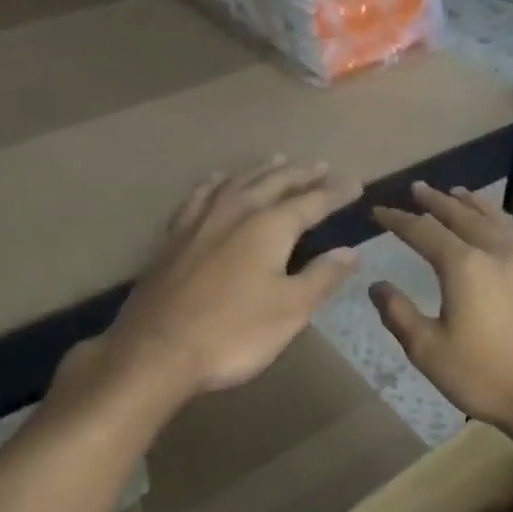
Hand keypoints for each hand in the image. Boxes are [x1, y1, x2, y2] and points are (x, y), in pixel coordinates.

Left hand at [87, 157, 362, 406]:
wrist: (157, 350)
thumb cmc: (233, 333)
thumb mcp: (290, 310)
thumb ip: (321, 277)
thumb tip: (350, 252)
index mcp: (269, 227)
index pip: (311, 202)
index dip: (335, 193)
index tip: (355, 183)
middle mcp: (235, 212)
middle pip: (273, 183)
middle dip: (300, 174)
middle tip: (320, 166)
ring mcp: (199, 221)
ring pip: (237, 182)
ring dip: (261, 171)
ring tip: (277, 161)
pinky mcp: (174, 236)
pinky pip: (200, 195)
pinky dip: (216, 183)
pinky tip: (217, 182)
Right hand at [370, 183, 512, 438]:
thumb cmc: (482, 375)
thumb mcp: (427, 350)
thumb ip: (398, 313)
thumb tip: (377, 285)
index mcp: (463, 265)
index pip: (422, 231)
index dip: (397, 219)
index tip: (377, 211)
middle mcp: (496, 252)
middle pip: (461, 214)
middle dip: (436, 201)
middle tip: (417, 188)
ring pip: (496, 218)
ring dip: (473, 203)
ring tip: (459, 193)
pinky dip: (504, 225)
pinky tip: (503, 232)